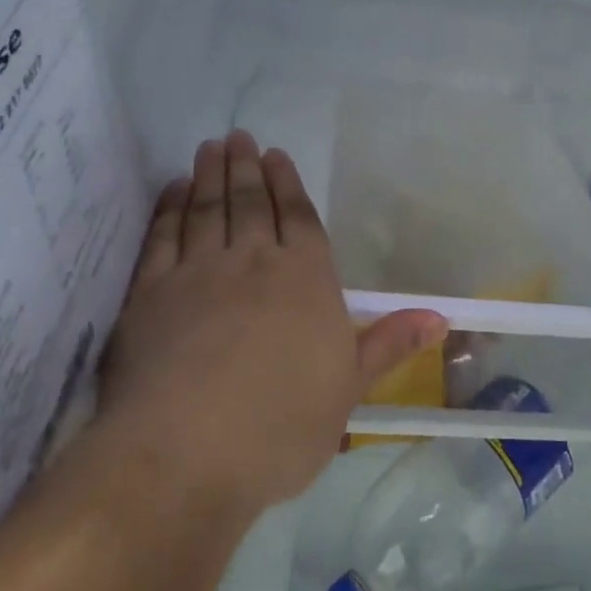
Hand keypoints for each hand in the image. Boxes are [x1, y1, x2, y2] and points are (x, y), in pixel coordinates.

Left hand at [91, 131, 445, 516]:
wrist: (187, 453)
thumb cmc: (282, 426)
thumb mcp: (349, 389)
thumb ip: (389, 344)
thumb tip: (441, 316)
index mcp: (306, 280)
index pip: (300, 220)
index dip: (289, 186)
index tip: (277, 156)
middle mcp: (253, 263)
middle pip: (251, 204)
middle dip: (247, 168)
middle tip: (238, 137)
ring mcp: (197, 274)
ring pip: (207, 211)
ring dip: (210, 177)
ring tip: (210, 149)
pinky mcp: (150, 294)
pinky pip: (162, 238)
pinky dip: (168, 210)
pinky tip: (172, 193)